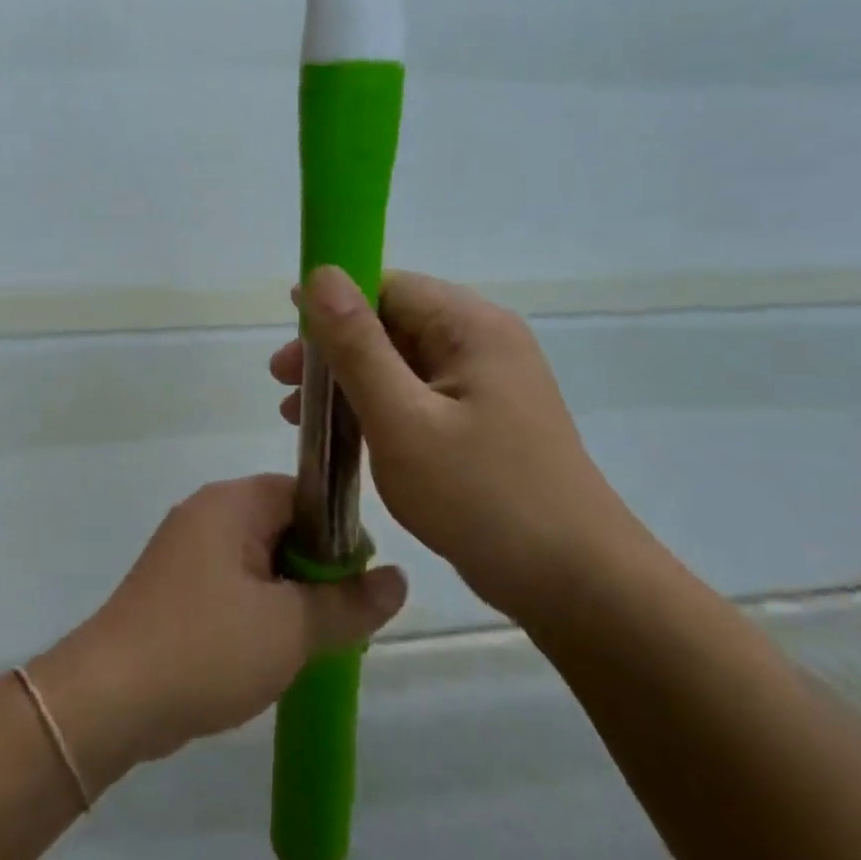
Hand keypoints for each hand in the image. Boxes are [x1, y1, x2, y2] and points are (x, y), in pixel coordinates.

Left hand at [29, 476, 406, 791]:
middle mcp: (205, 513)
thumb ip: (349, 603)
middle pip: (282, 525)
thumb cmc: (206, 648)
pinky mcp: (173, 587)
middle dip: (316, 571)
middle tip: (340, 623)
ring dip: (288, 596)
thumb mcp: (291, 629)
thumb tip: (399, 578)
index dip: (341, 534)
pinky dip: (256, 610)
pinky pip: (231, 584)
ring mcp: (184, 550)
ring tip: (309, 644)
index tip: (360, 585)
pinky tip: (268, 653)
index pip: (304, 494)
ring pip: (257, 560)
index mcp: (232, 503)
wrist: (109, 699)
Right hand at [271, 267, 642, 623]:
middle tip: (284, 385)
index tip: (289, 340)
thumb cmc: (482, 497)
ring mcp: (488, 383)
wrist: (576, 585)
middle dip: (334, 350)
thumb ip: (357, 345)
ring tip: (299, 415)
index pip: (388, 286)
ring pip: (401, 362)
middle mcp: (483, 342)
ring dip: (349, 381)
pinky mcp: (485, 420)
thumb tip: (321, 274)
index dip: (332, 305)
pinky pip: (418, 395)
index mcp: (471, 326)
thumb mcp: (402, 419)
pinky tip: (346, 436)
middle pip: (392, 322)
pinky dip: (377, 407)